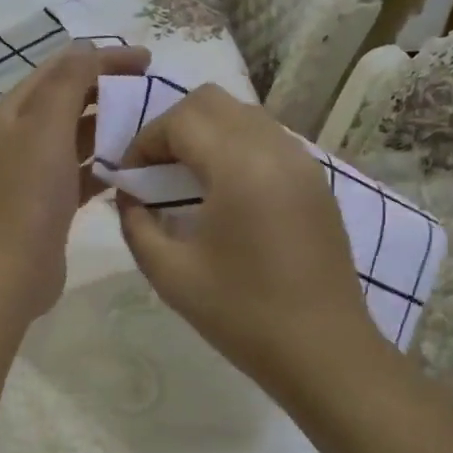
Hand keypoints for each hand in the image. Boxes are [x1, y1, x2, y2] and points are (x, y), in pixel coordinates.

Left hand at [0, 41, 152, 321]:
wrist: (7, 273)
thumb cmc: (27, 196)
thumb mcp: (45, 128)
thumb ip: (68, 84)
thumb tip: (89, 50)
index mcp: (14, 112)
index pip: (61, 68)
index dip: (103, 58)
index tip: (148, 60)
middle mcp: (21, 136)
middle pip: (69, 99)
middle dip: (109, 89)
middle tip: (154, 91)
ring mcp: (36, 171)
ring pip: (79, 136)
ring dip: (111, 126)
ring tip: (152, 125)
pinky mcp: (52, 202)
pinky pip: (84, 172)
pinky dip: (107, 164)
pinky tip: (135, 167)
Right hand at [115, 85, 383, 403]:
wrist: (323, 351)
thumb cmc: (241, 313)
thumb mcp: (170, 273)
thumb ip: (136, 224)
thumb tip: (129, 198)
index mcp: (239, 166)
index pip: (181, 119)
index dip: (145, 140)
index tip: (129, 177)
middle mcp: (275, 149)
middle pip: (213, 101)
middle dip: (173, 126)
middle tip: (155, 170)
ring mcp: (303, 162)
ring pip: (244, 115)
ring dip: (207, 133)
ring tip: (186, 179)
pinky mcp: (316, 182)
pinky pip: (268, 138)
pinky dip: (236, 146)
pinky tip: (224, 192)